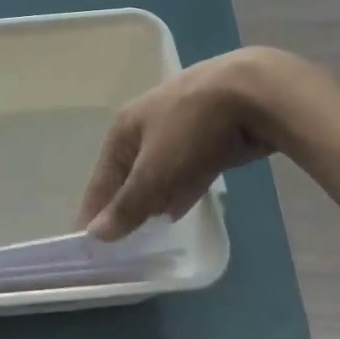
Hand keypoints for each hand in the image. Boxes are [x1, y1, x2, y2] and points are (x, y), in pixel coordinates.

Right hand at [78, 47, 323, 240]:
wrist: (252, 94)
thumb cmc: (190, 130)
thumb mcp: (154, 172)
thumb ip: (128, 205)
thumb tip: (94, 234)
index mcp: (123, 129)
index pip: (101, 178)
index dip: (94, 209)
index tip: (88, 243)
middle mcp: (145, 126)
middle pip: (128, 174)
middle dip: (124, 205)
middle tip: (120, 244)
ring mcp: (178, 129)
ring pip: (158, 173)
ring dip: (152, 200)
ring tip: (146, 234)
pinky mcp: (208, 137)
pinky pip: (185, 171)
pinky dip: (178, 190)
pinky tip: (178, 210)